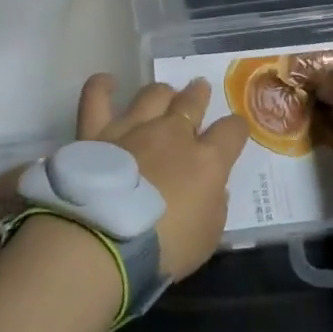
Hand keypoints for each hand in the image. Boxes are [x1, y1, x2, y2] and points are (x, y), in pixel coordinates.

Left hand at [74, 74, 248, 280]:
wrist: (107, 239)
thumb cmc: (165, 248)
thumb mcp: (207, 237)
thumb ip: (214, 206)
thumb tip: (213, 188)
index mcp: (206, 160)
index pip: (232, 131)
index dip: (236, 128)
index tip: (235, 130)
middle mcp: (172, 133)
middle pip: (192, 102)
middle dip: (198, 94)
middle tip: (199, 89)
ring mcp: (134, 128)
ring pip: (153, 94)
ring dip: (162, 92)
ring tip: (164, 92)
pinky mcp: (97, 132)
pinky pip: (96, 98)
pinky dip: (101, 87)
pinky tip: (107, 83)